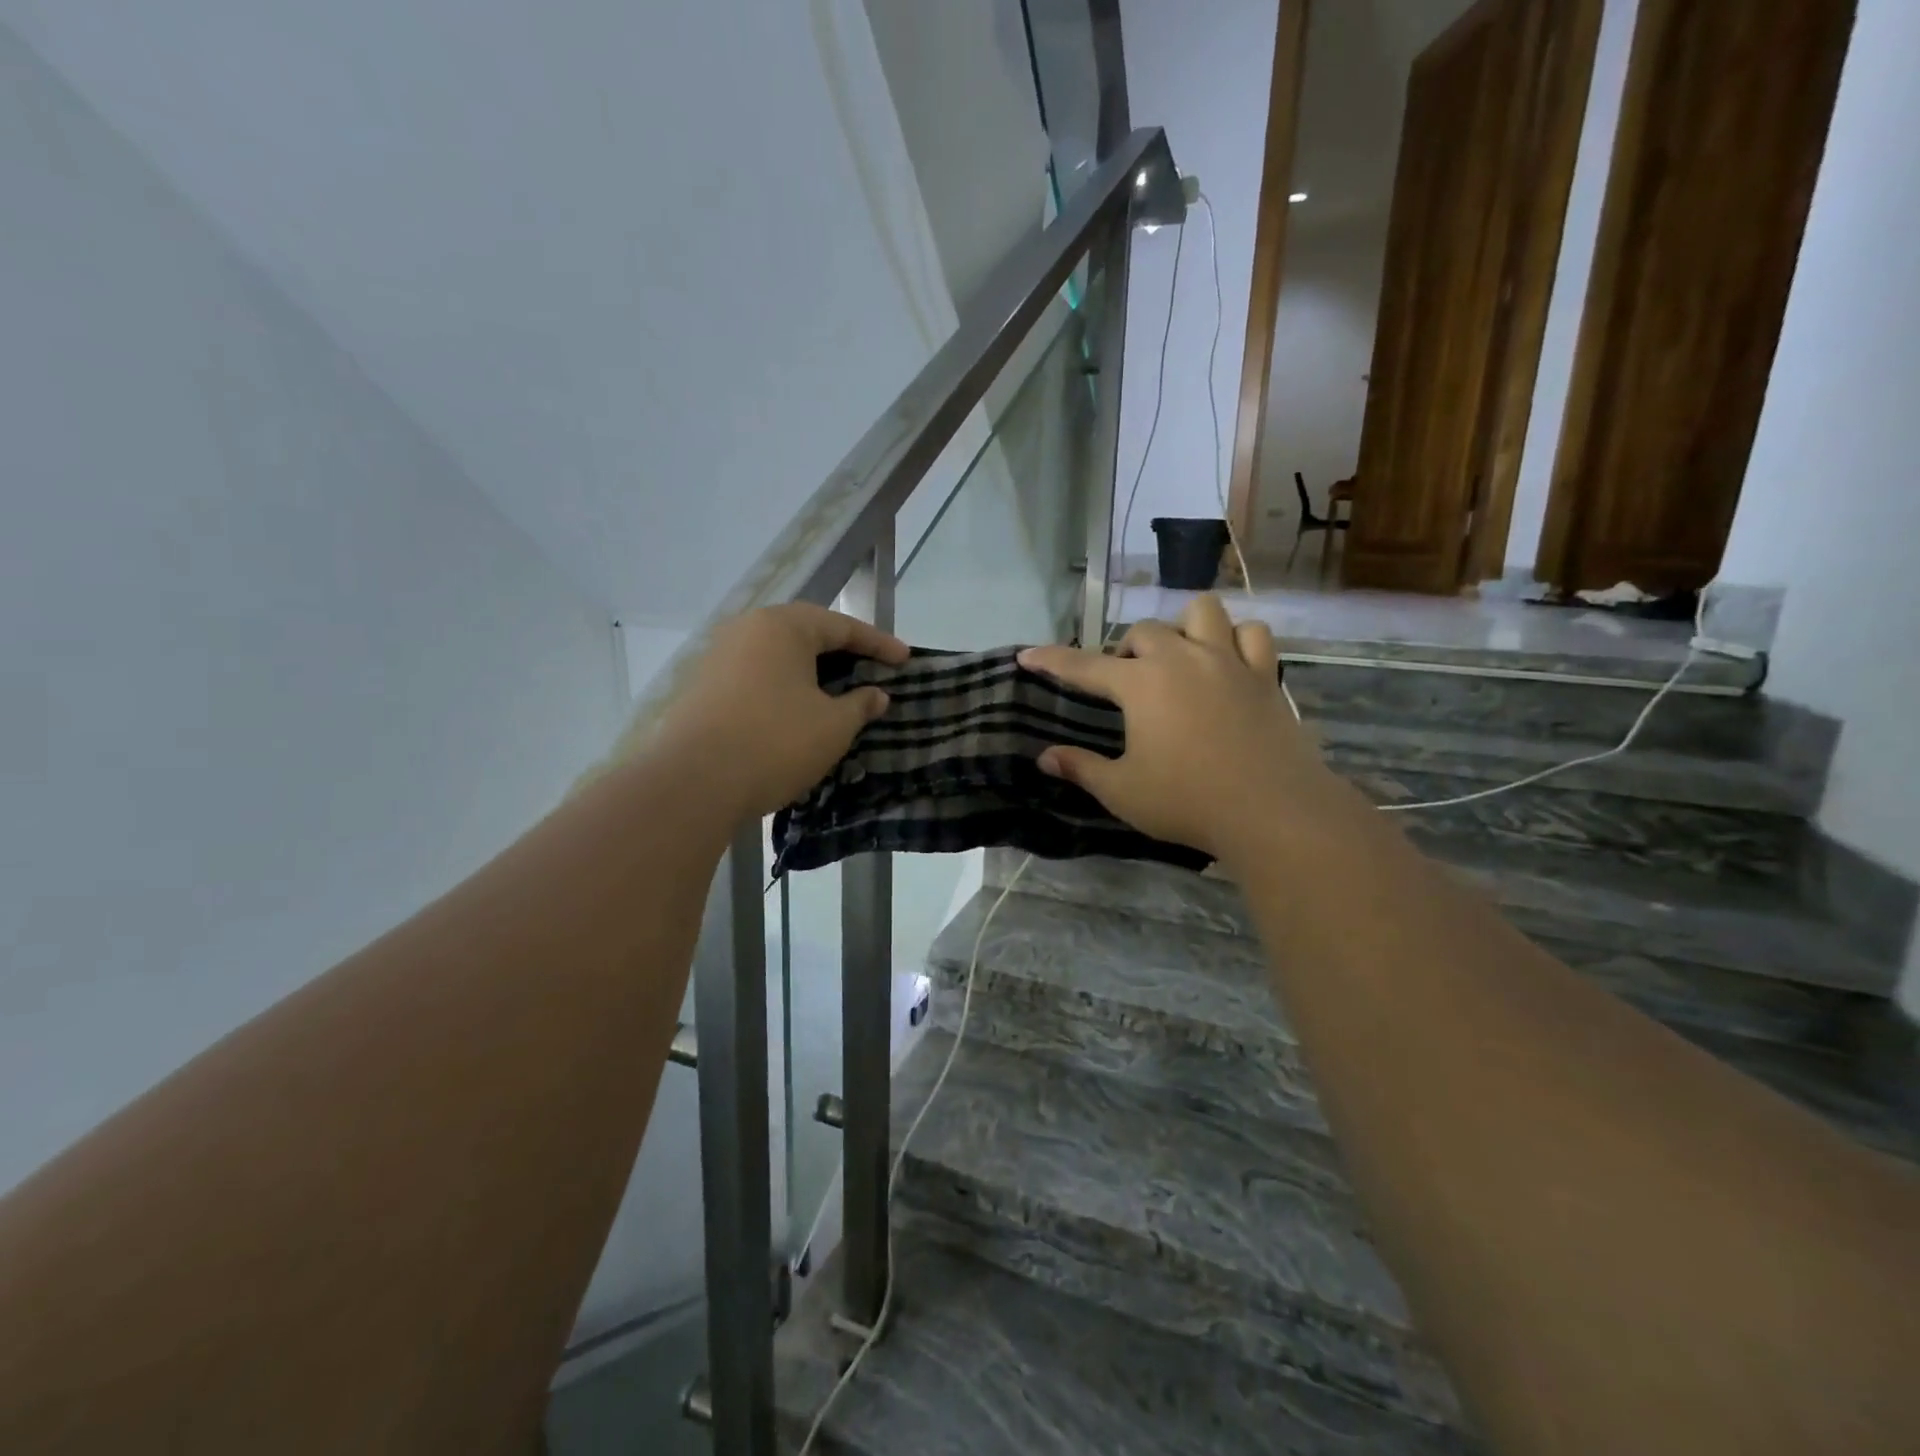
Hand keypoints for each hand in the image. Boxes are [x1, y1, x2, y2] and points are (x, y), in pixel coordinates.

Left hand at [648, 604, 908, 824]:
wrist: (694, 783)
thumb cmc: (775, 742)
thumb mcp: (833, 725)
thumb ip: (860, 704)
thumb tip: (876, 695)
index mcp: (782, 626)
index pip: (842, 626)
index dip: (879, 644)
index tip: (906, 660)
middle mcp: (747, 630)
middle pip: (806, 634)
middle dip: (843, 653)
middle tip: (873, 671)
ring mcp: (719, 658)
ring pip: (779, 657)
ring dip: (812, 672)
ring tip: (839, 692)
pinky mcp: (704, 688)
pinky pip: (758, 677)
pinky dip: (785, 688)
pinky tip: (799, 710)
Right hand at [1018, 595, 1336, 863]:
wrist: (1272, 811)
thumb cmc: (1188, 802)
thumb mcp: (1122, 791)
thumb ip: (1081, 768)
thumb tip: (1044, 757)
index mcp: (1141, 685)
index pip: (1084, 666)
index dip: (1052, 660)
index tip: (1026, 655)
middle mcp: (1182, 659)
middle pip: (1143, 632)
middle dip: (1125, 651)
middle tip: (1123, 683)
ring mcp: (1228, 662)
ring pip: (1202, 612)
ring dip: (1183, 627)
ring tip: (1179, 657)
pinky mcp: (1265, 676)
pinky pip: (1253, 635)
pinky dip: (1237, 639)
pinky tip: (1229, 660)